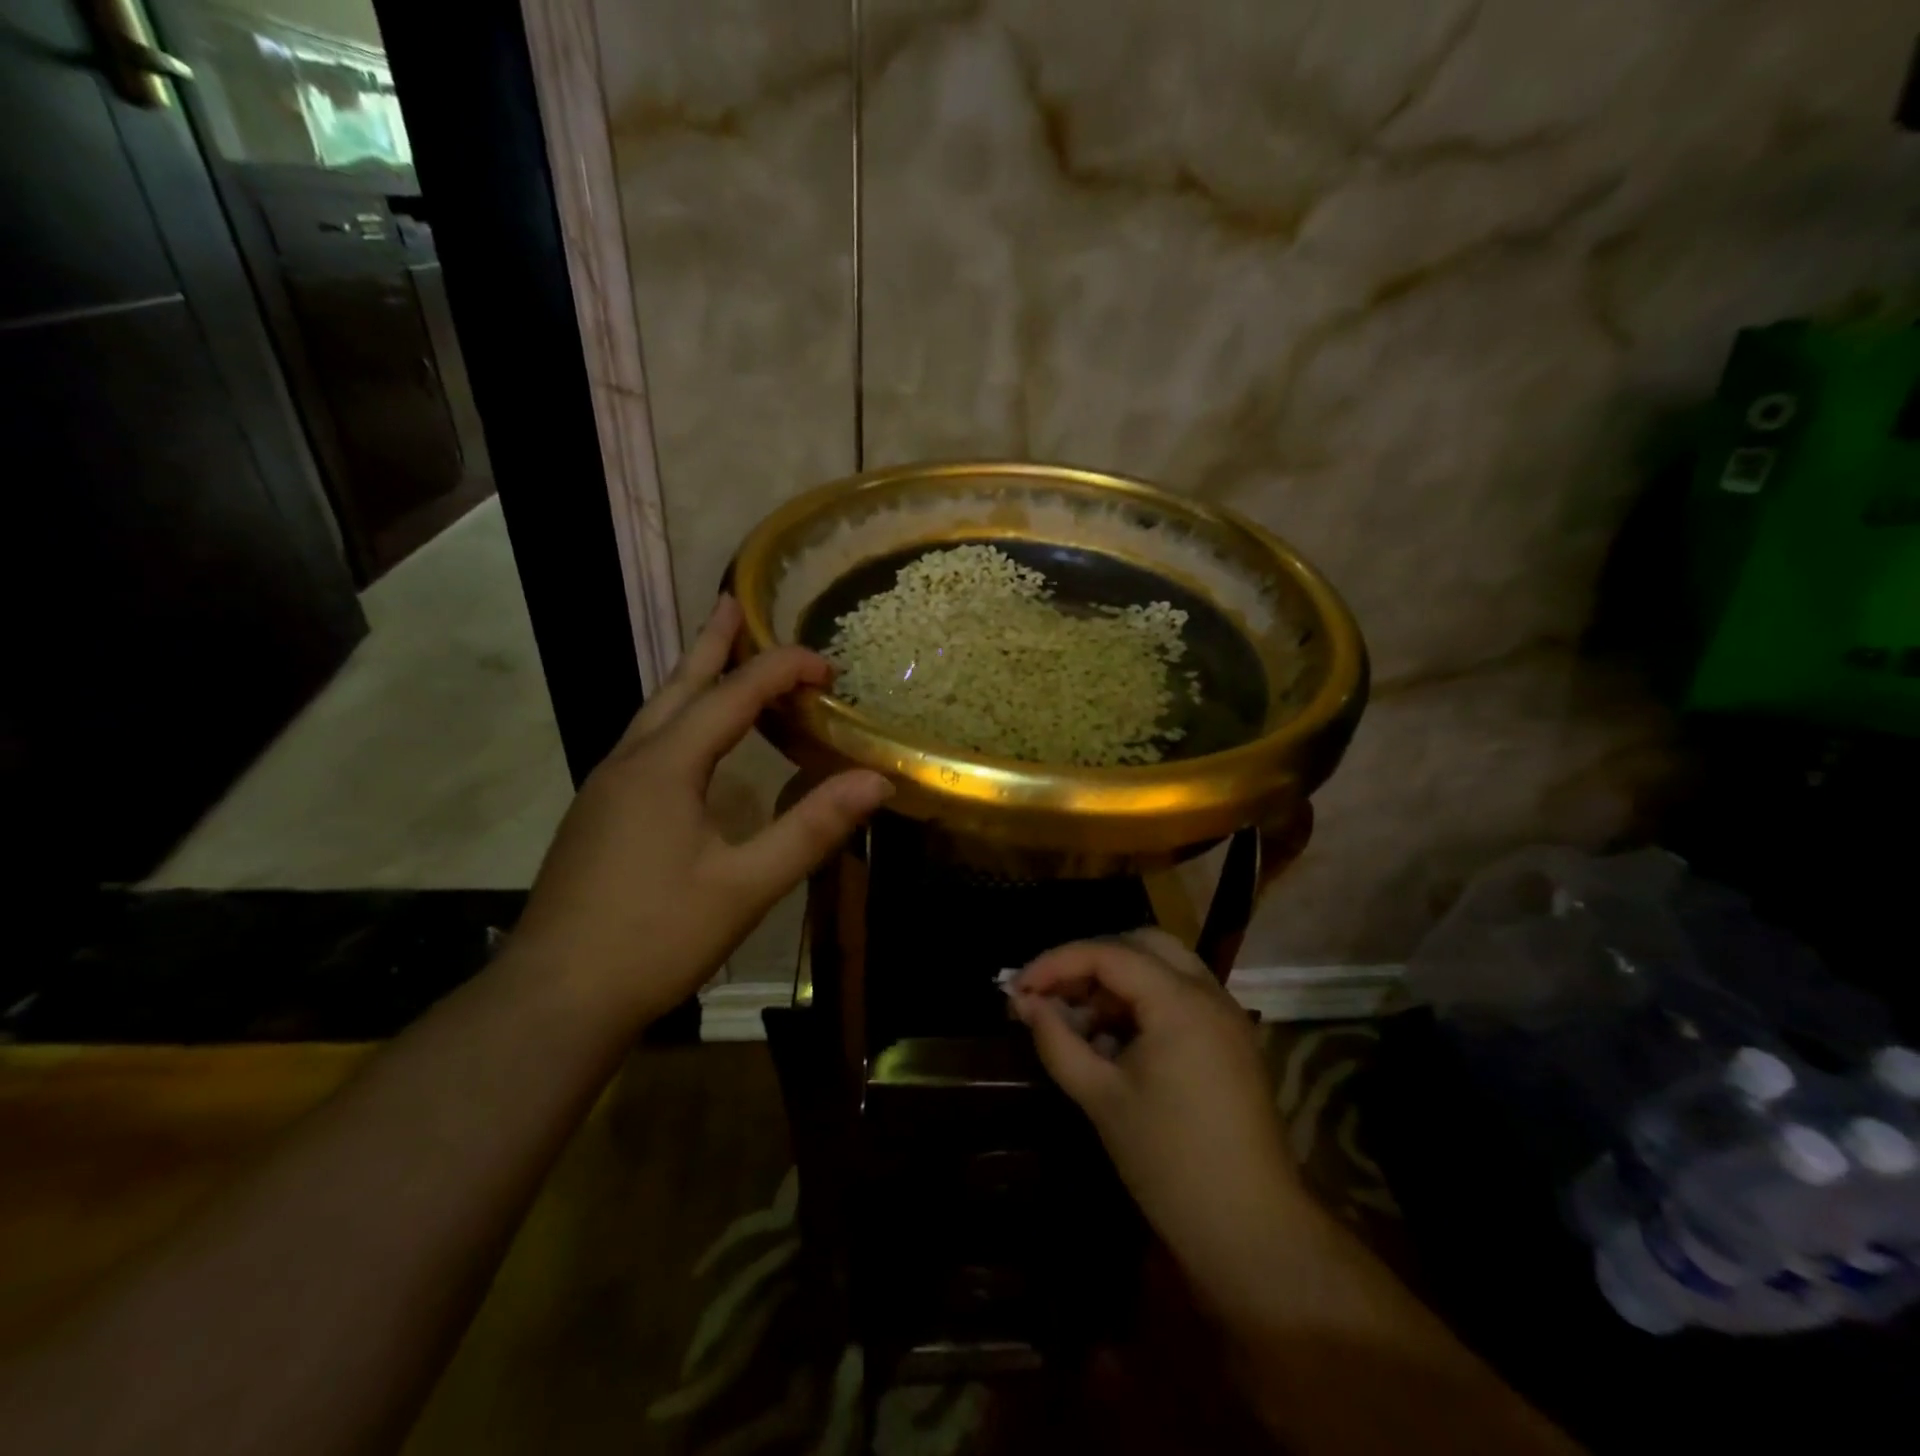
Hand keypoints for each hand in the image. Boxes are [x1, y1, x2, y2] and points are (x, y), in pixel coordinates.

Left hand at [511, 596, 891, 1024]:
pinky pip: (644, 745)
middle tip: (733, 604)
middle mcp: (630, 762)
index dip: (783, 670)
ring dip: (689, 680)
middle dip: (712, 645)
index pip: (733, 695)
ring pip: (654, 714)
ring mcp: (606, 789)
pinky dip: (676, 720)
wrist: (554, 998)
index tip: (829, 666)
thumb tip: (876, 781)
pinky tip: (687, 744)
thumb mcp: (745, 886)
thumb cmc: (655, 938)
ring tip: (714, 657)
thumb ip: (811, 829)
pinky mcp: (598, 816)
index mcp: (665, 766)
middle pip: (677, 686)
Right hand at [1011, 929, 1306, 1304]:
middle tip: (1052, 993)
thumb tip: (1024, 1002)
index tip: (1019, 986)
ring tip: (1077, 1019)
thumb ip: (1057, 1040)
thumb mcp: (1101, 1097)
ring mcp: (1226, 1015)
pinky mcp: (1230, 1040)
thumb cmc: (1170, 1163)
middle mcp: (1209, 993)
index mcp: (1180, 1002)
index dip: (1057, 962)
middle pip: (1140, 944)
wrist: (1252, 1232)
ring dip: (1116, 981)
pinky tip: (1113, 1040)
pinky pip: (1179, 995)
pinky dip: (1142, 1002)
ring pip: (1162, 967)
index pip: (1108, 953)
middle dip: (1089, 961)